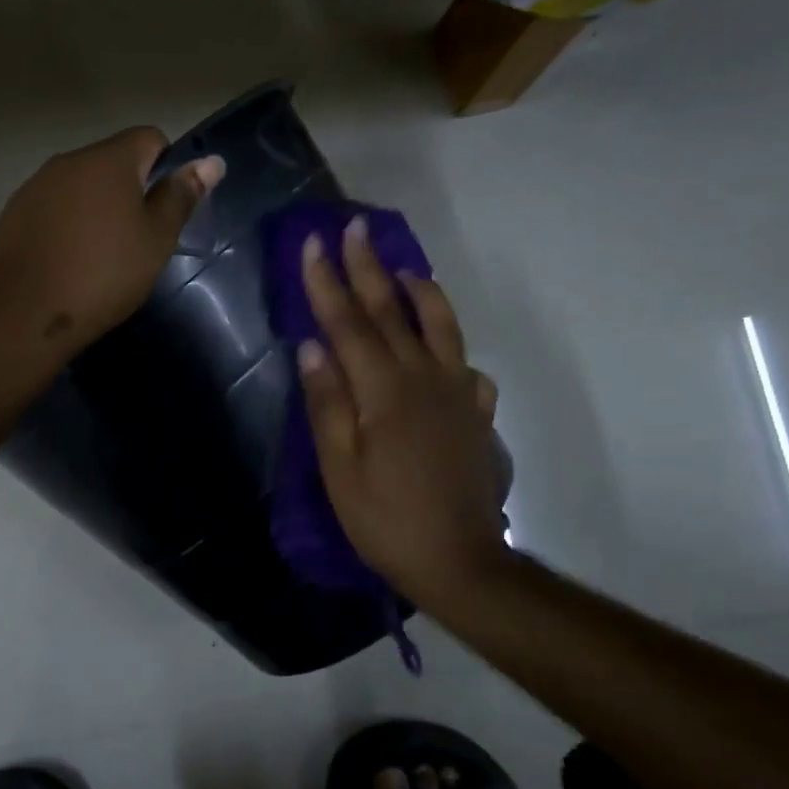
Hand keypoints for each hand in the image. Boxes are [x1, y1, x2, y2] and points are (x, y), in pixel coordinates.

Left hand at [0, 127, 223, 353]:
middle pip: (112, 161)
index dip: (166, 167)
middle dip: (130, 190)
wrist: (24, 314)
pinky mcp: (13, 214)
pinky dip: (66, 225)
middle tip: (138, 239)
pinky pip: (52, 208)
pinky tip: (67, 262)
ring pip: (80, 186)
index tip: (164, 210)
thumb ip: (181, 197)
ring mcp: (35, 186)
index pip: (149, 138)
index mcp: (109, 159)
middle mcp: (68, 161)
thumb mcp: (156, 240)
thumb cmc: (103, 275)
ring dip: (96, 208)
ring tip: (100, 255)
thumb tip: (212, 161)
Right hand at [297, 216, 508, 607]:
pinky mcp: (475, 414)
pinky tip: (439, 349)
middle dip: (369, 267)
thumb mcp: (340, 469)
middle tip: (355, 227)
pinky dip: (449, 344)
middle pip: (392, 313)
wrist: (459, 561)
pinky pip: (464, 364)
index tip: (314, 243)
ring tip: (401, 269)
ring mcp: (457, 394)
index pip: (349, 324)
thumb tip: (312, 347)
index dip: (328, 282)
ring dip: (418, 291)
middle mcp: (424, 379)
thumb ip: (328, 403)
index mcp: (384, 391)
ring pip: (440, 326)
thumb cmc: (385, 519)